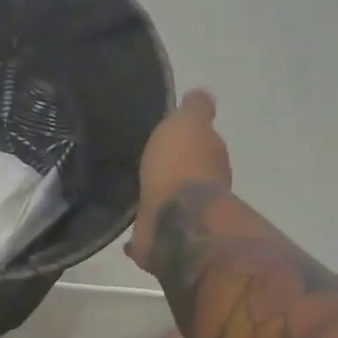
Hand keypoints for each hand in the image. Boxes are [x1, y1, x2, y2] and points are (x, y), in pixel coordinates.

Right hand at [126, 89, 231, 274]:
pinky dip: (142, 232)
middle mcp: (204, 191)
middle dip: (171, 170)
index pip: (203, 145)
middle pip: (186, 175)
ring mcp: (184, 219)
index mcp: (210, 160)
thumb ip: (196, 109)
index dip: (189, 139)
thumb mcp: (188, 123)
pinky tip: (126, 231)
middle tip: (147, 162)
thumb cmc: (181, 166)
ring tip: (131, 191)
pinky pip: (150, 233)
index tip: (170, 136)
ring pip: (168, 204)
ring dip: (156, 199)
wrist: (174, 222)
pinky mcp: (163, 243)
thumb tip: (203, 94)